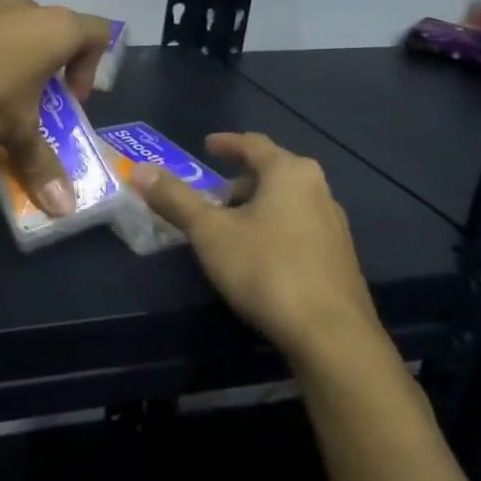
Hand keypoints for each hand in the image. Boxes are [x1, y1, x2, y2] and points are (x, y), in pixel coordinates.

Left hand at [0, 0, 108, 217]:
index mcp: (58, 28)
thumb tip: (64, 209)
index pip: (98, 34)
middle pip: (54, 35)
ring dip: (14, 67)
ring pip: (15, 35)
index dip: (92, 69)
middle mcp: (27, 9)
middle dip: (49, 73)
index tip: (71, 101)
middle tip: (36, 106)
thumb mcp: (17, 131)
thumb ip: (41, 164)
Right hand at [130, 132, 382, 361]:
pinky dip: (274, 228)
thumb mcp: (209, 232)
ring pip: (287, 202)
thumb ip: (175, 199)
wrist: (332, 337)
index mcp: (289, 173)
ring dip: (257, 206)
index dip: (227, 143)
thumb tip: (140, 170)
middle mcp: (318, 191)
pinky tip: (258, 255)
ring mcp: (334, 226)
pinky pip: (299, 228)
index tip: (206, 145)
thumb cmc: (267, 269)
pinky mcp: (339, 259)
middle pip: (273, 172)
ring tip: (229, 225)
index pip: (254, 144)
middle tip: (210, 193)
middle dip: (239, 179)